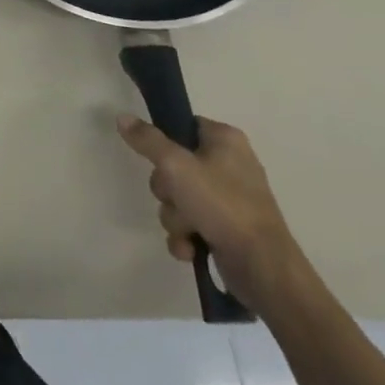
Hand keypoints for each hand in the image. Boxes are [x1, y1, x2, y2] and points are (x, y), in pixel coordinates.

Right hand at [116, 113, 305, 312]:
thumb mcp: (176, 166)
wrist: (263, 268)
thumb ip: (147, 140)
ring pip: (178, 198)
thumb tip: (122, 116)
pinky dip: (186, 237)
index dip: (165, 142)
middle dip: (167, 190)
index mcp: (225, 140)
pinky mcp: (226, 229)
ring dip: (175, 217)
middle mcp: (229, 165)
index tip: (159, 159)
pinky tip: (191, 249)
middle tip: (177, 198)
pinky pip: (190, 224)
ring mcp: (228, 199)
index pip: (183, 126)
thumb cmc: (222, 205)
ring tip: (190, 231)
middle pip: (173, 166)